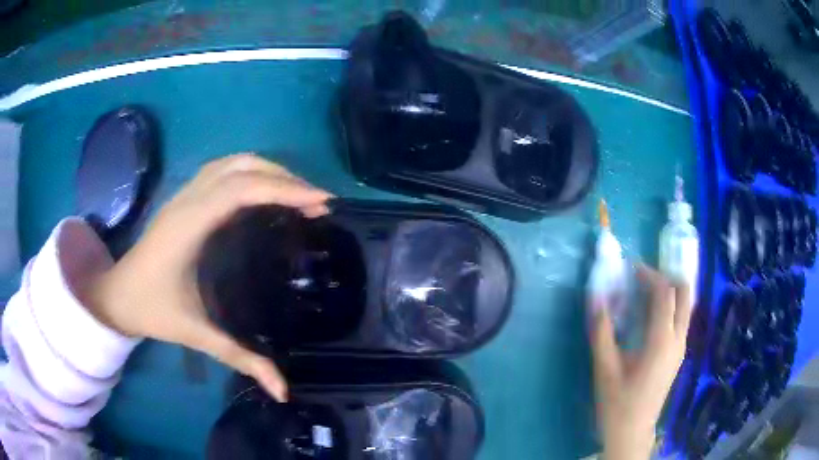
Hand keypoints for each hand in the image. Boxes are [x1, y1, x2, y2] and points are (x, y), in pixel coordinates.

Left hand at [86, 154, 331, 402]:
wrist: (115, 294)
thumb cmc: (150, 310)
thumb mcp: (195, 334)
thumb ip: (239, 358)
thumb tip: (282, 391)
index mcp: (189, 225)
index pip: (242, 190)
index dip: (284, 190)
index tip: (321, 202)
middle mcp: (187, 200)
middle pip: (241, 167)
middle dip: (285, 178)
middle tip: (318, 201)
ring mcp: (183, 194)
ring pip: (232, 162)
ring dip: (268, 170)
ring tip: (297, 192)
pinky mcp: (183, 198)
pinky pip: (222, 170)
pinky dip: (250, 172)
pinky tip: (263, 190)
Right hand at [589, 264, 692, 459]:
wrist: (632, 432)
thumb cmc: (618, 404)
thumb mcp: (605, 370)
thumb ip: (602, 333)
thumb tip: (597, 300)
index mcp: (662, 341)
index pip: (665, 293)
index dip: (650, 275)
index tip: (631, 269)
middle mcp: (678, 339)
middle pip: (685, 293)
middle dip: (667, 277)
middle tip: (643, 278)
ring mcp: (681, 347)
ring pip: (686, 305)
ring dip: (669, 291)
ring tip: (645, 292)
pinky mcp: (678, 354)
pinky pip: (681, 318)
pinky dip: (670, 306)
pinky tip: (649, 316)